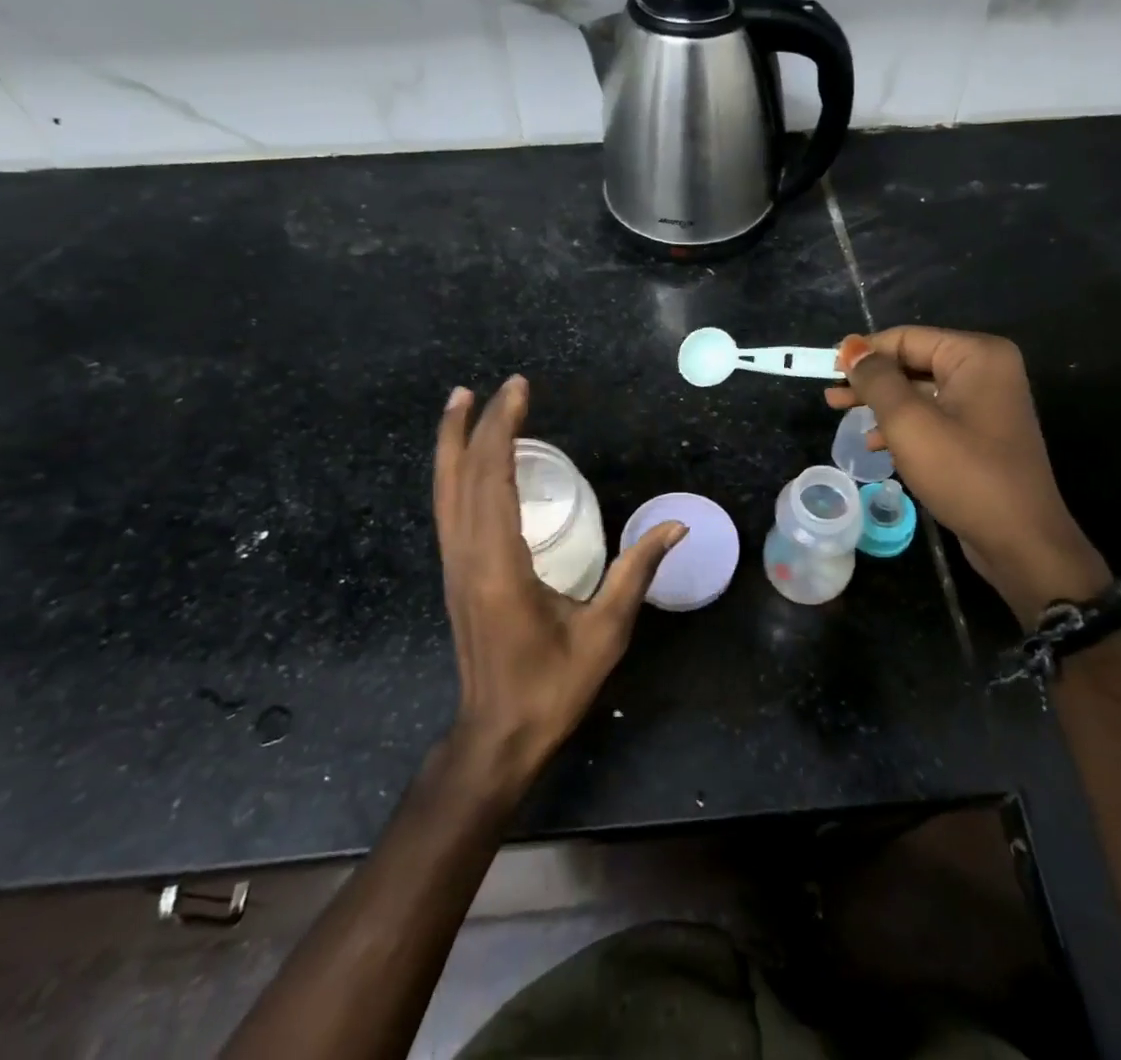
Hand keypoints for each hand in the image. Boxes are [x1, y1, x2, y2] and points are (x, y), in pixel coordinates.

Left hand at [434, 376, 684, 793]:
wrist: (497, 735)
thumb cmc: (552, 686)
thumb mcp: (605, 630)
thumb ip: (637, 571)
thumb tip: (677, 525)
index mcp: (499, 563)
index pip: (493, 477)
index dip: (503, 428)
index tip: (518, 389)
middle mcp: (467, 555)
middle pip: (462, 476)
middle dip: (476, 424)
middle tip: (496, 385)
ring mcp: (454, 565)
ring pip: (444, 490)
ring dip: (451, 443)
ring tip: (459, 402)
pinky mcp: (454, 574)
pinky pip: (447, 509)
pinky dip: (452, 472)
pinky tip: (463, 461)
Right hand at [829, 328, 1108, 622]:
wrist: (1021, 542)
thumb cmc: (964, 474)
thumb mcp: (909, 422)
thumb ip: (876, 380)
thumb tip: (851, 348)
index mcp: (977, 356)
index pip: (907, 338)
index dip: (864, 352)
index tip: (827, 370)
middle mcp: (986, 371)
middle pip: (913, 362)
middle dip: (870, 380)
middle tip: (830, 395)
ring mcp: (986, 404)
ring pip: (919, 391)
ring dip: (881, 404)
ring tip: (841, 415)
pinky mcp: (981, 434)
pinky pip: (933, 416)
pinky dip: (903, 426)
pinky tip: (875, 444)